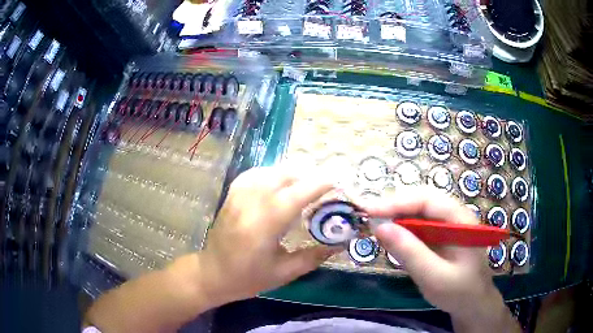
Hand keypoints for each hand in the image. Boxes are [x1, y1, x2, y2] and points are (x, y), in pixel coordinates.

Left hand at [197, 167, 336, 304]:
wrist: (212, 273)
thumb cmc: (248, 278)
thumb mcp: (283, 273)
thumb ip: (313, 257)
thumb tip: (338, 244)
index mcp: (264, 225)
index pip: (295, 195)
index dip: (318, 185)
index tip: (336, 182)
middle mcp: (250, 203)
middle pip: (284, 176)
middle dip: (308, 177)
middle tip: (324, 188)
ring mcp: (238, 195)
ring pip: (270, 171)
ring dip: (292, 174)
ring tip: (305, 185)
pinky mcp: (232, 194)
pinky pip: (255, 173)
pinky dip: (272, 173)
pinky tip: (279, 182)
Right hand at [358, 187, 519, 331]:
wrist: (473, 304)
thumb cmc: (459, 292)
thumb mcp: (434, 277)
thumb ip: (409, 253)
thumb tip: (380, 228)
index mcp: (461, 220)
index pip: (428, 199)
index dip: (398, 201)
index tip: (370, 211)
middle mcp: (455, 216)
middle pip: (422, 200)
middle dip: (395, 206)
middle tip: (369, 217)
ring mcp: (448, 225)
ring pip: (419, 211)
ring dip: (397, 216)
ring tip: (376, 225)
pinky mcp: (441, 236)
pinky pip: (419, 226)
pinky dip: (402, 229)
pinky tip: (392, 238)